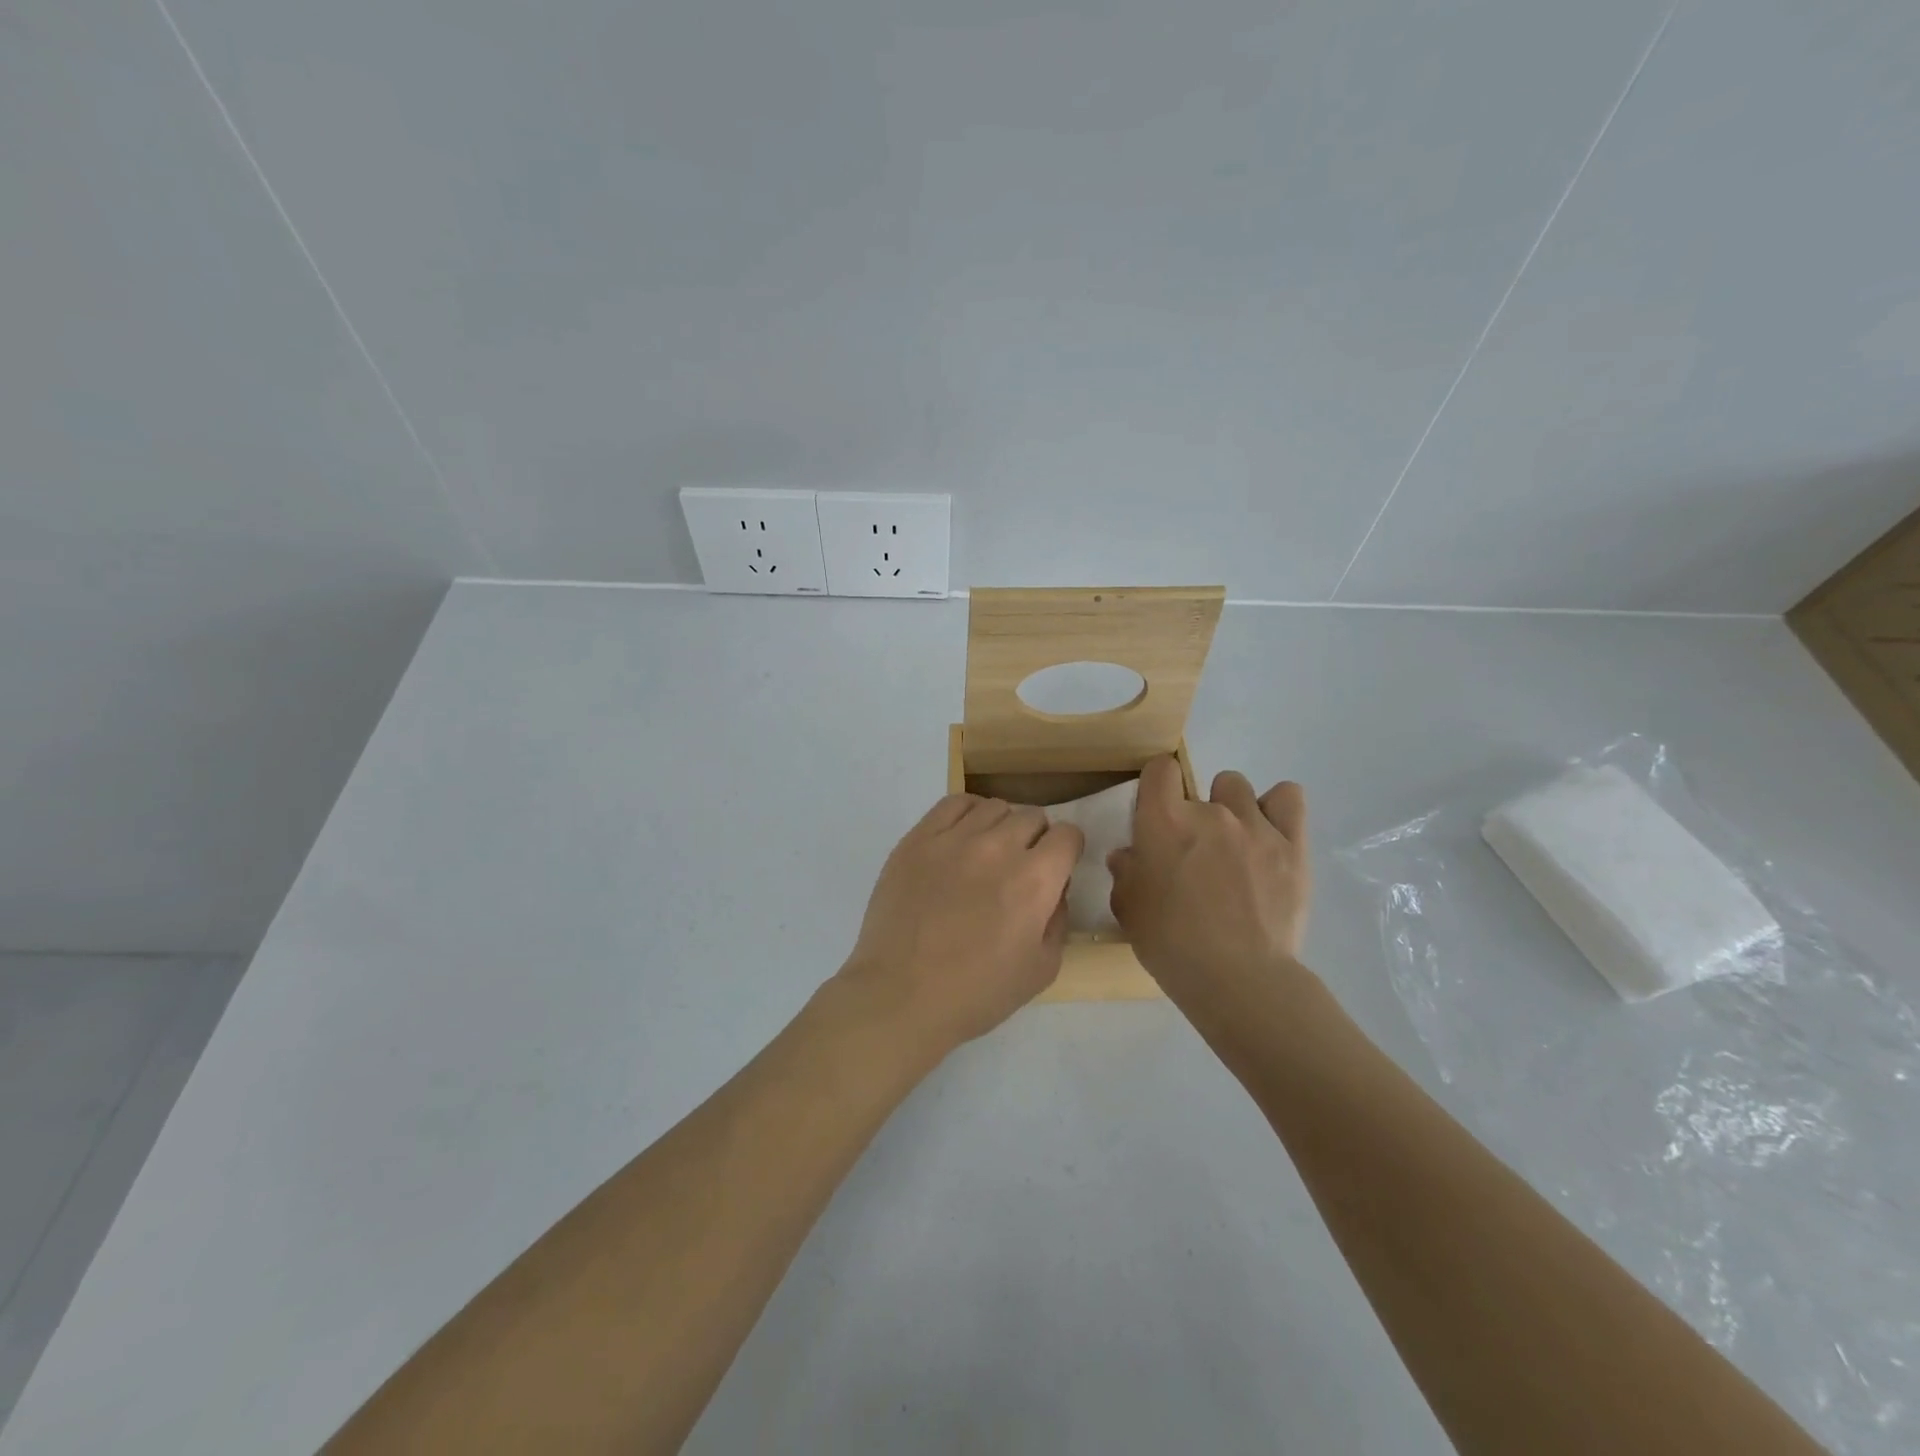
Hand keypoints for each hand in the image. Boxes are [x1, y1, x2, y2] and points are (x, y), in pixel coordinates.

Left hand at [837, 795, 1084, 1053]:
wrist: (900, 995)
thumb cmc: (976, 993)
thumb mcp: (1042, 969)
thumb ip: (1058, 919)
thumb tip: (1055, 888)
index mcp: (1035, 880)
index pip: (1067, 835)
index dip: (1066, 852)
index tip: (1056, 869)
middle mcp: (998, 847)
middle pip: (1032, 817)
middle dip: (1036, 839)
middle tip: (1020, 869)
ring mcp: (954, 838)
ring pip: (994, 807)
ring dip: (1001, 827)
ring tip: (987, 855)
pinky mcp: (918, 838)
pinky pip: (954, 803)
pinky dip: (968, 813)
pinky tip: (962, 837)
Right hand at [1108, 757, 1309, 996]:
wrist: (1239, 979)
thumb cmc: (1172, 944)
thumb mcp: (1129, 910)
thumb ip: (1126, 873)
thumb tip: (1130, 855)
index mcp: (1164, 821)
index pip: (1159, 770)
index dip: (1156, 787)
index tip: (1156, 815)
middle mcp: (1210, 811)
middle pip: (1199, 786)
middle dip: (1193, 814)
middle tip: (1194, 855)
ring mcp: (1256, 825)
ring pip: (1238, 788)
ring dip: (1231, 809)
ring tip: (1233, 845)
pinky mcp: (1293, 845)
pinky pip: (1288, 798)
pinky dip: (1277, 808)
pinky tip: (1269, 834)